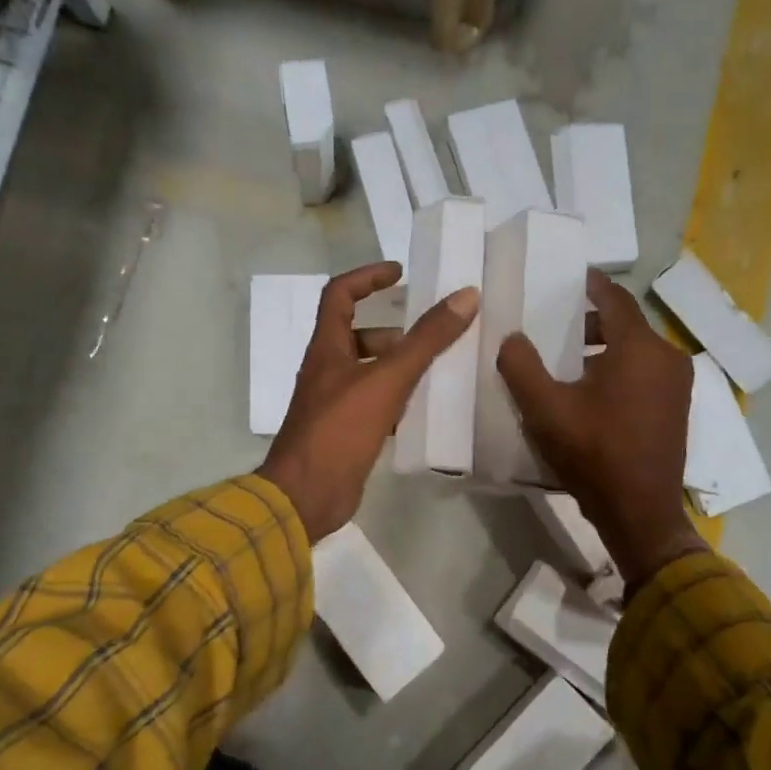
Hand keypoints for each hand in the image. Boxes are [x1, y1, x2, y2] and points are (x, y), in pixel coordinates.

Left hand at [260, 262, 479, 541]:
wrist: (306, 496)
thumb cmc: (340, 430)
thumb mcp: (387, 379)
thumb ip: (426, 340)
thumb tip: (464, 296)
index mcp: (327, 348)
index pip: (340, 294)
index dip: (368, 277)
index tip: (400, 273)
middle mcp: (328, 370)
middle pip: (359, 335)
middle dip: (396, 332)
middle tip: (433, 336)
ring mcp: (334, 403)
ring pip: (370, 372)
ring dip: (401, 367)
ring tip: (439, 372)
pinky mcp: (346, 432)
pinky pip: (376, 404)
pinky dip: (399, 400)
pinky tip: (425, 410)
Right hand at [497, 270, 706, 587]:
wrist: (639, 514)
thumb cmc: (593, 454)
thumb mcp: (545, 410)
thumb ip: (521, 366)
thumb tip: (512, 337)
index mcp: (640, 348)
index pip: (615, 298)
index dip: (592, 283)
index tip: (571, 276)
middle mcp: (667, 357)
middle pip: (626, 324)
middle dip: (590, 321)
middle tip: (555, 327)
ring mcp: (678, 385)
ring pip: (637, 350)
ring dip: (604, 348)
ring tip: (567, 362)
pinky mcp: (677, 408)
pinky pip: (646, 372)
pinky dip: (621, 369)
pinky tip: (592, 391)